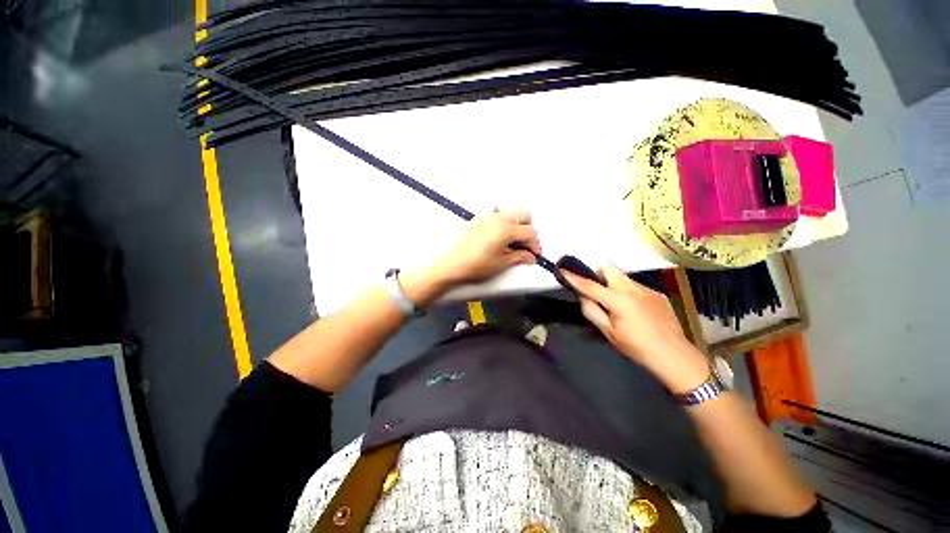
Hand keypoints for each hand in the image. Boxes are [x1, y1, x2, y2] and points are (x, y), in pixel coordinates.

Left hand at [432, 210, 540, 284]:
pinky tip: (499, 236)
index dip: (535, 243)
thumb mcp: (502, 263)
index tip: (535, 253)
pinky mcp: (478, 219)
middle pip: (524, 215)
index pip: (530, 231)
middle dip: (528, 229)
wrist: (454, 265)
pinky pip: (497, 214)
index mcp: (506, 229)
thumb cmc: (478, 265)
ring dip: (517, 224)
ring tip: (512, 241)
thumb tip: (531, 257)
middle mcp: (499, 218)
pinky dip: (503, 222)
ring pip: (510, 212)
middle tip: (525, 244)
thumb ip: (520, 257)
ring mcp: (487, 216)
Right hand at [562, 263, 709, 392]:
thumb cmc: (637, 347)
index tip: (562, 270)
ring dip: (612, 283)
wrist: (675, 356)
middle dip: (598, 274)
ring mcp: (647, 289)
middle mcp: (632, 288)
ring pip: (622, 276)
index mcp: (618, 299)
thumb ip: (592, 311)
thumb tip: (583, 297)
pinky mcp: (657, 293)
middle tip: (595, 290)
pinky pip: (635, 285)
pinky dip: (627, 291)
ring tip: (615, 303)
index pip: (590, 285)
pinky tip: (633, 309)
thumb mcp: (608, 332)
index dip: (574, 277)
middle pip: (609, 268)